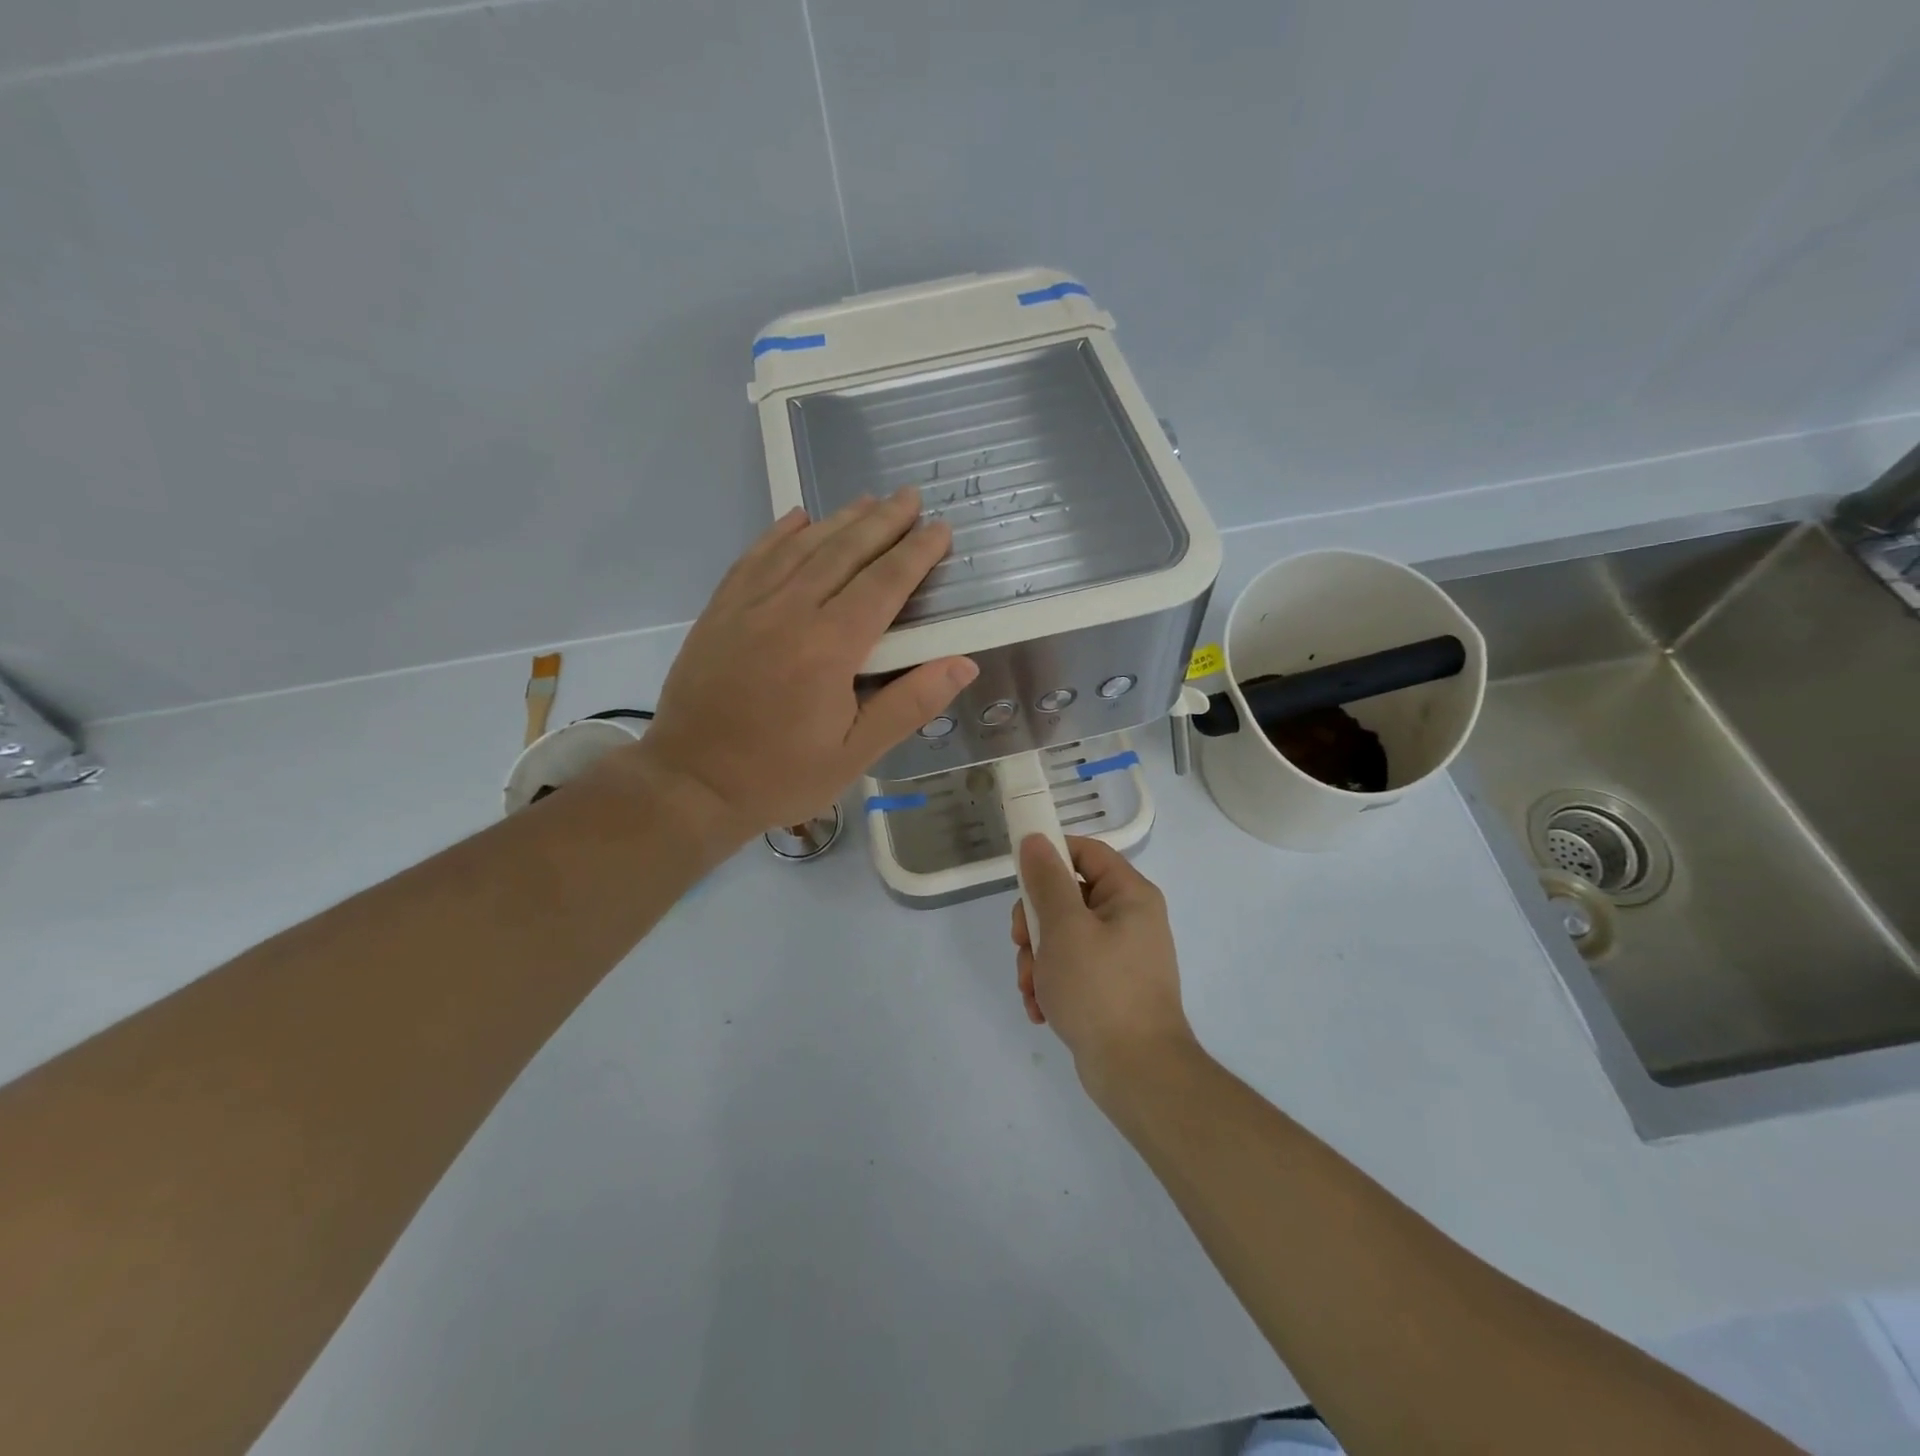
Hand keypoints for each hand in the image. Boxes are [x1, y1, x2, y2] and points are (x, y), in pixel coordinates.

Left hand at [628, 488, 977, 844]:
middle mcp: (789, 611)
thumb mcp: (855, 754)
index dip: (916, 553)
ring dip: (840, 519)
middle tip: (911, 496)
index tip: (940, 529)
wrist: (690, 784)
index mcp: (829, 647)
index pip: (883, 584)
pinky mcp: (719, 610)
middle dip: (883, 522)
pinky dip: (781, 532)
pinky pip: (755, 556)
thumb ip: (909, 704)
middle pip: (845, 552)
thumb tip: (963, 663)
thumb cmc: (780, 776)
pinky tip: (799, 517)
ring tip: (869, 500)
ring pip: (802, 547)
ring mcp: (748, 605)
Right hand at [1012, 835, 1196, 1099]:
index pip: (1086, 852)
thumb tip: (1035, 839)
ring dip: (1038, 960)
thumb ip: (1046, 880)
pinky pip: (1071, 970)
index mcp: (1129, 895)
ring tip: (1032, 988)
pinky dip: (1051, 984)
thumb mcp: (1064, 927)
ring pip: (1062, 937)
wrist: (1138, 1073)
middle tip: (1022, 944)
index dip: (1050, 856)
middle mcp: (1129, 919)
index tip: (1019, 876)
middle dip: (1035, 924)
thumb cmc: (1100, 989)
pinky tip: (1041, 1009)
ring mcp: (1120, 956)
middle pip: (1067, 897)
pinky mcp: (1110, 988)